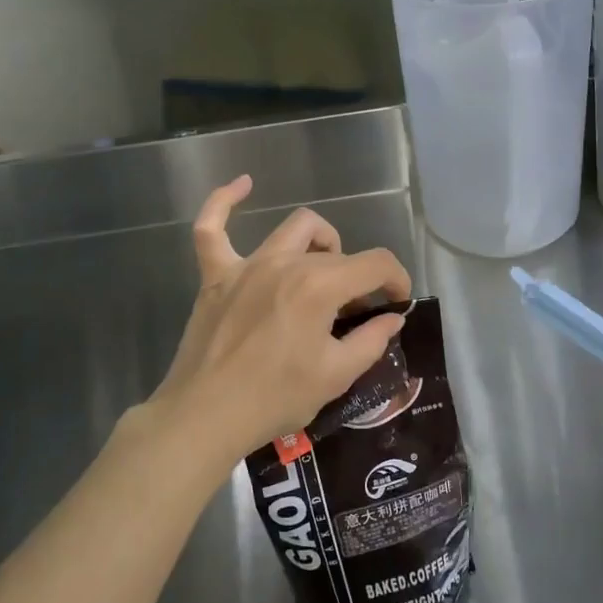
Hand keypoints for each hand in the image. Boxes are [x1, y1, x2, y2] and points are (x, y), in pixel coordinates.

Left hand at [145, 176, 412, 466]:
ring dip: (318, 242)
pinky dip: (225, 202)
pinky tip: (243, 185)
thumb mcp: (335, 376)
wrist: (205, 417)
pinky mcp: (215, 275)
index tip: (398, 303)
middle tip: (352, 314)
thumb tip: (392, 318)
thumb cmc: (275, 398)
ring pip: (293, 228)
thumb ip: (371, 340)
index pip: (376, 263)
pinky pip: (212, 228)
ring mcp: (246, 265)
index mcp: (319, 286)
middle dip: (356, 277)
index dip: (397, 279)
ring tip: (321, 269)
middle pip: (337, 251)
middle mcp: (285, 263)